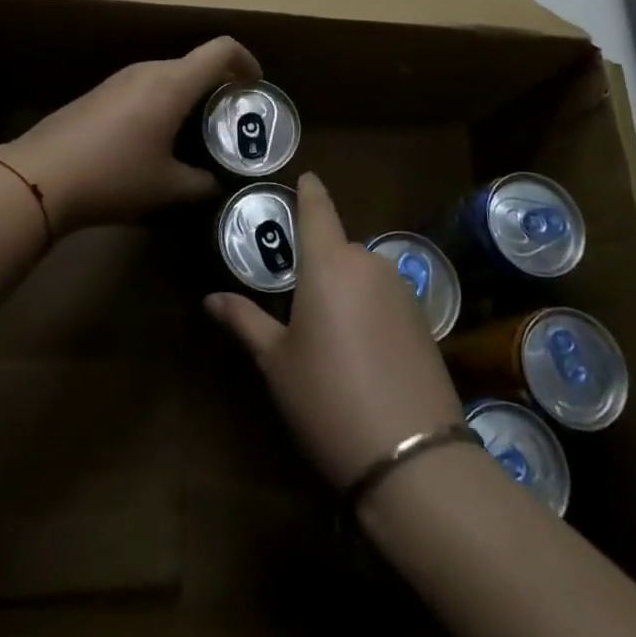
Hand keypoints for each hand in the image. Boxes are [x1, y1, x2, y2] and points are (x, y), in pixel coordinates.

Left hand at [0, 37, 260, 233]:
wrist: (40, 176)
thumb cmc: (114, 175)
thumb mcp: (167, 187)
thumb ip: (202, 183)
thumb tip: (217, 184)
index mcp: (173, 83)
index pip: (221, 49)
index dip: (246, 61)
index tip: (256, 85)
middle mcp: (148, 70)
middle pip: (194, 63)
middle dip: (218, 85)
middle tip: (229, 120)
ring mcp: (119, 79)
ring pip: (167, 75)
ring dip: (188, 95)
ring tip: (195, 133)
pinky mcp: (99, 93)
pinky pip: (143, 87)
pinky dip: (162, 103)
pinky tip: (154, 139)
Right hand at [205, 173, 464, 489]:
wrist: (413, 458)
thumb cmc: (328, 399)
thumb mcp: (277, 362)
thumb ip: (246, 321)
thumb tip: (211, 298)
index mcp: (329, 263)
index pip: (317, 209)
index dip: (309, 190)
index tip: (305, 177)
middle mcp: (368, 263)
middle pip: (338, 247)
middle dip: (319, 262)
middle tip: (296, 294)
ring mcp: (402, 290)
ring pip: (362, 273)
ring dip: (345, 287)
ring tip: (328, 331)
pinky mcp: (424, 319)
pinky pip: (385, 297)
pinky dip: (369, 307)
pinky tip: (361, 349)